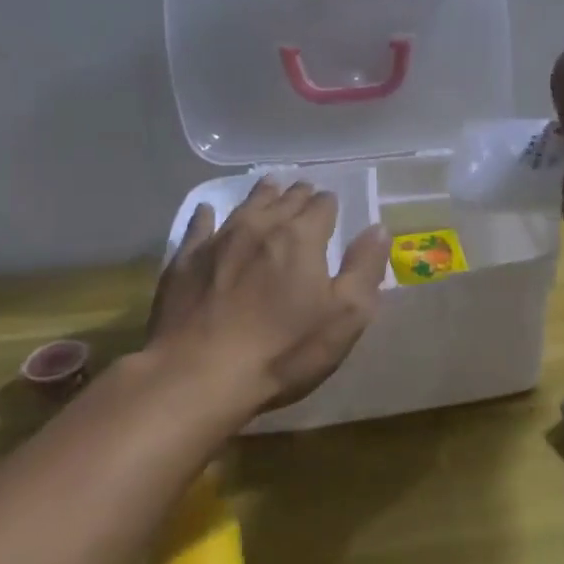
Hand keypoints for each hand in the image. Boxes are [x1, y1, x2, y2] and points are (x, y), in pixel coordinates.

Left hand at [147, 179, 390, 415]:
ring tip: (270, 185)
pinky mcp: (184, 262)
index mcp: (302, 237)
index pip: (323, 206)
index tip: (333, 206)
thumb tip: (378, 229)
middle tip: (305, 192)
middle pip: (284, 200)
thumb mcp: (345, 316)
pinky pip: (198, 226)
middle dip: (299, 195)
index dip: (330, 204)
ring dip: (262, 195)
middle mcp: (260, 227)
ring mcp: (218, 241)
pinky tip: (207, 211)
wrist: (198, 377)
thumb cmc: (283, 350)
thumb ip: (365, 268)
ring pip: (245, 206)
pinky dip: (207, 215)